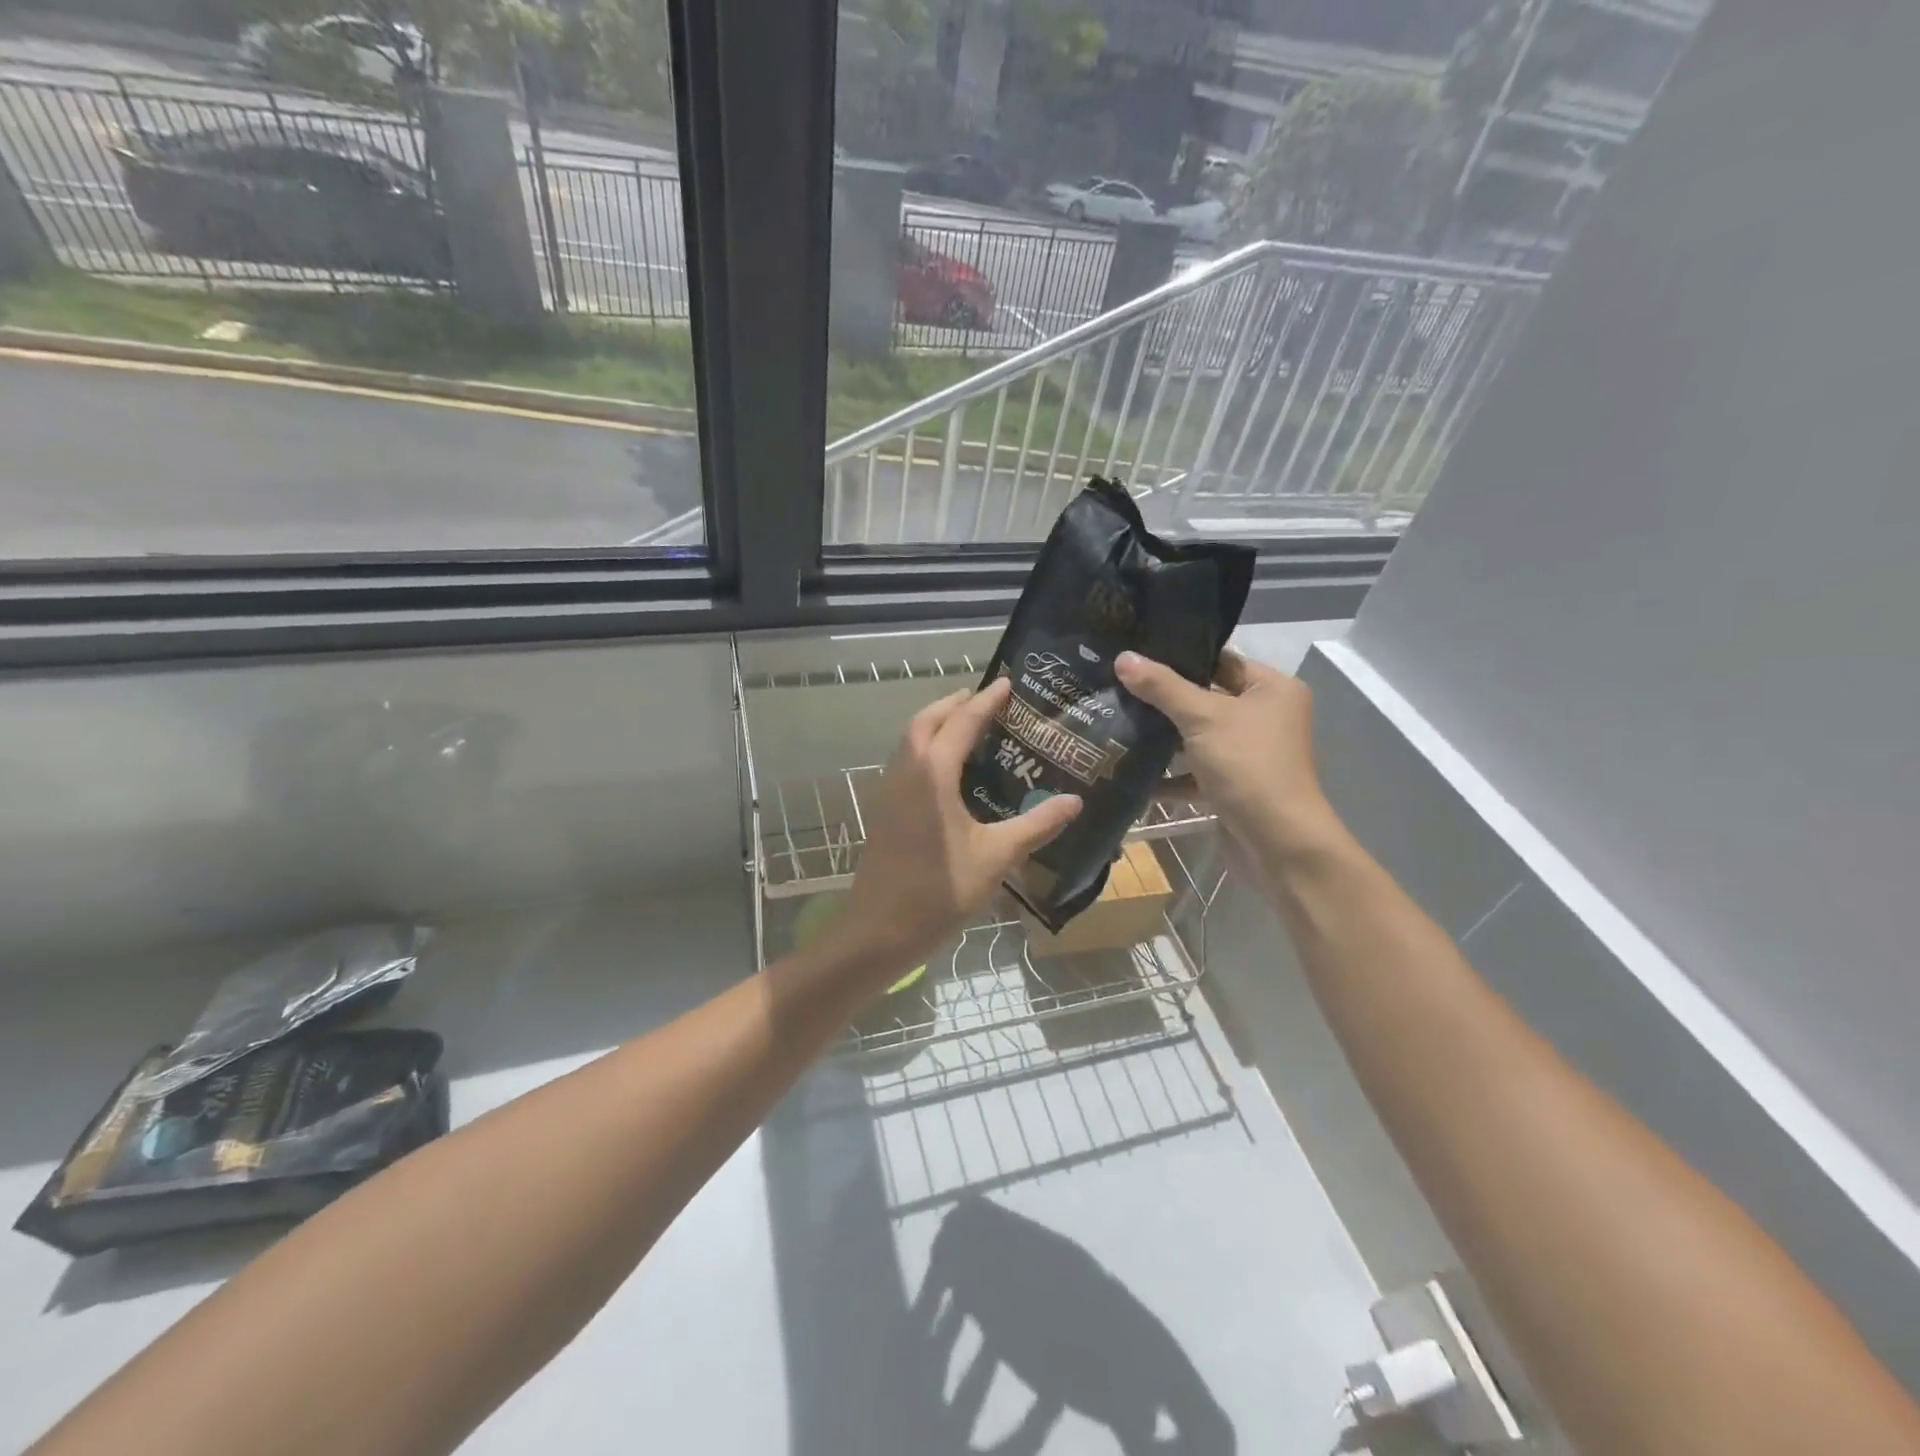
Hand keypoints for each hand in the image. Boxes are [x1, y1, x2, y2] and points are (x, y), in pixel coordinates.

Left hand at [829, 678, 1081, 980]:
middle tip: (985, 701)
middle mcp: (906, 771)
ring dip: (936, 724)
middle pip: (926, 721)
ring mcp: (889, 790)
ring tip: (968, 727)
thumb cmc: (940, 890)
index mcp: (933, 773)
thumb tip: (1075, 802)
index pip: (962, 721)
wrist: (880, 930)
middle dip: (954, 704)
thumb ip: (1036, 825)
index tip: (1006, 683)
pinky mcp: (884, 809)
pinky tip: (948, 772)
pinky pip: (905, 761)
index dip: (986, 701)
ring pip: (910, 740)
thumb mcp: (997, 857)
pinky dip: (925, 748)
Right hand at [1115, 648, 1342, 859]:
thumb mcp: (1202, 718)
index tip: (1135, 652)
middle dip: (1162, 698)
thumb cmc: (1248, 766)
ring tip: (1115, 720)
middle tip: (1116, 685)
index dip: (1179, 656)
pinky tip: (1129, 771)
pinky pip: (1195, 771)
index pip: (1219, 659)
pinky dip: (1169, 774)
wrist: (1278, 843)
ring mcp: (1248, 753)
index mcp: (1271, 689)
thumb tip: (1123, 657)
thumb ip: (1161, 687)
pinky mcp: (1233, 785)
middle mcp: (1264, 716)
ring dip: (1161, 736)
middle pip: (1205, 697)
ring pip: (1197, 736)